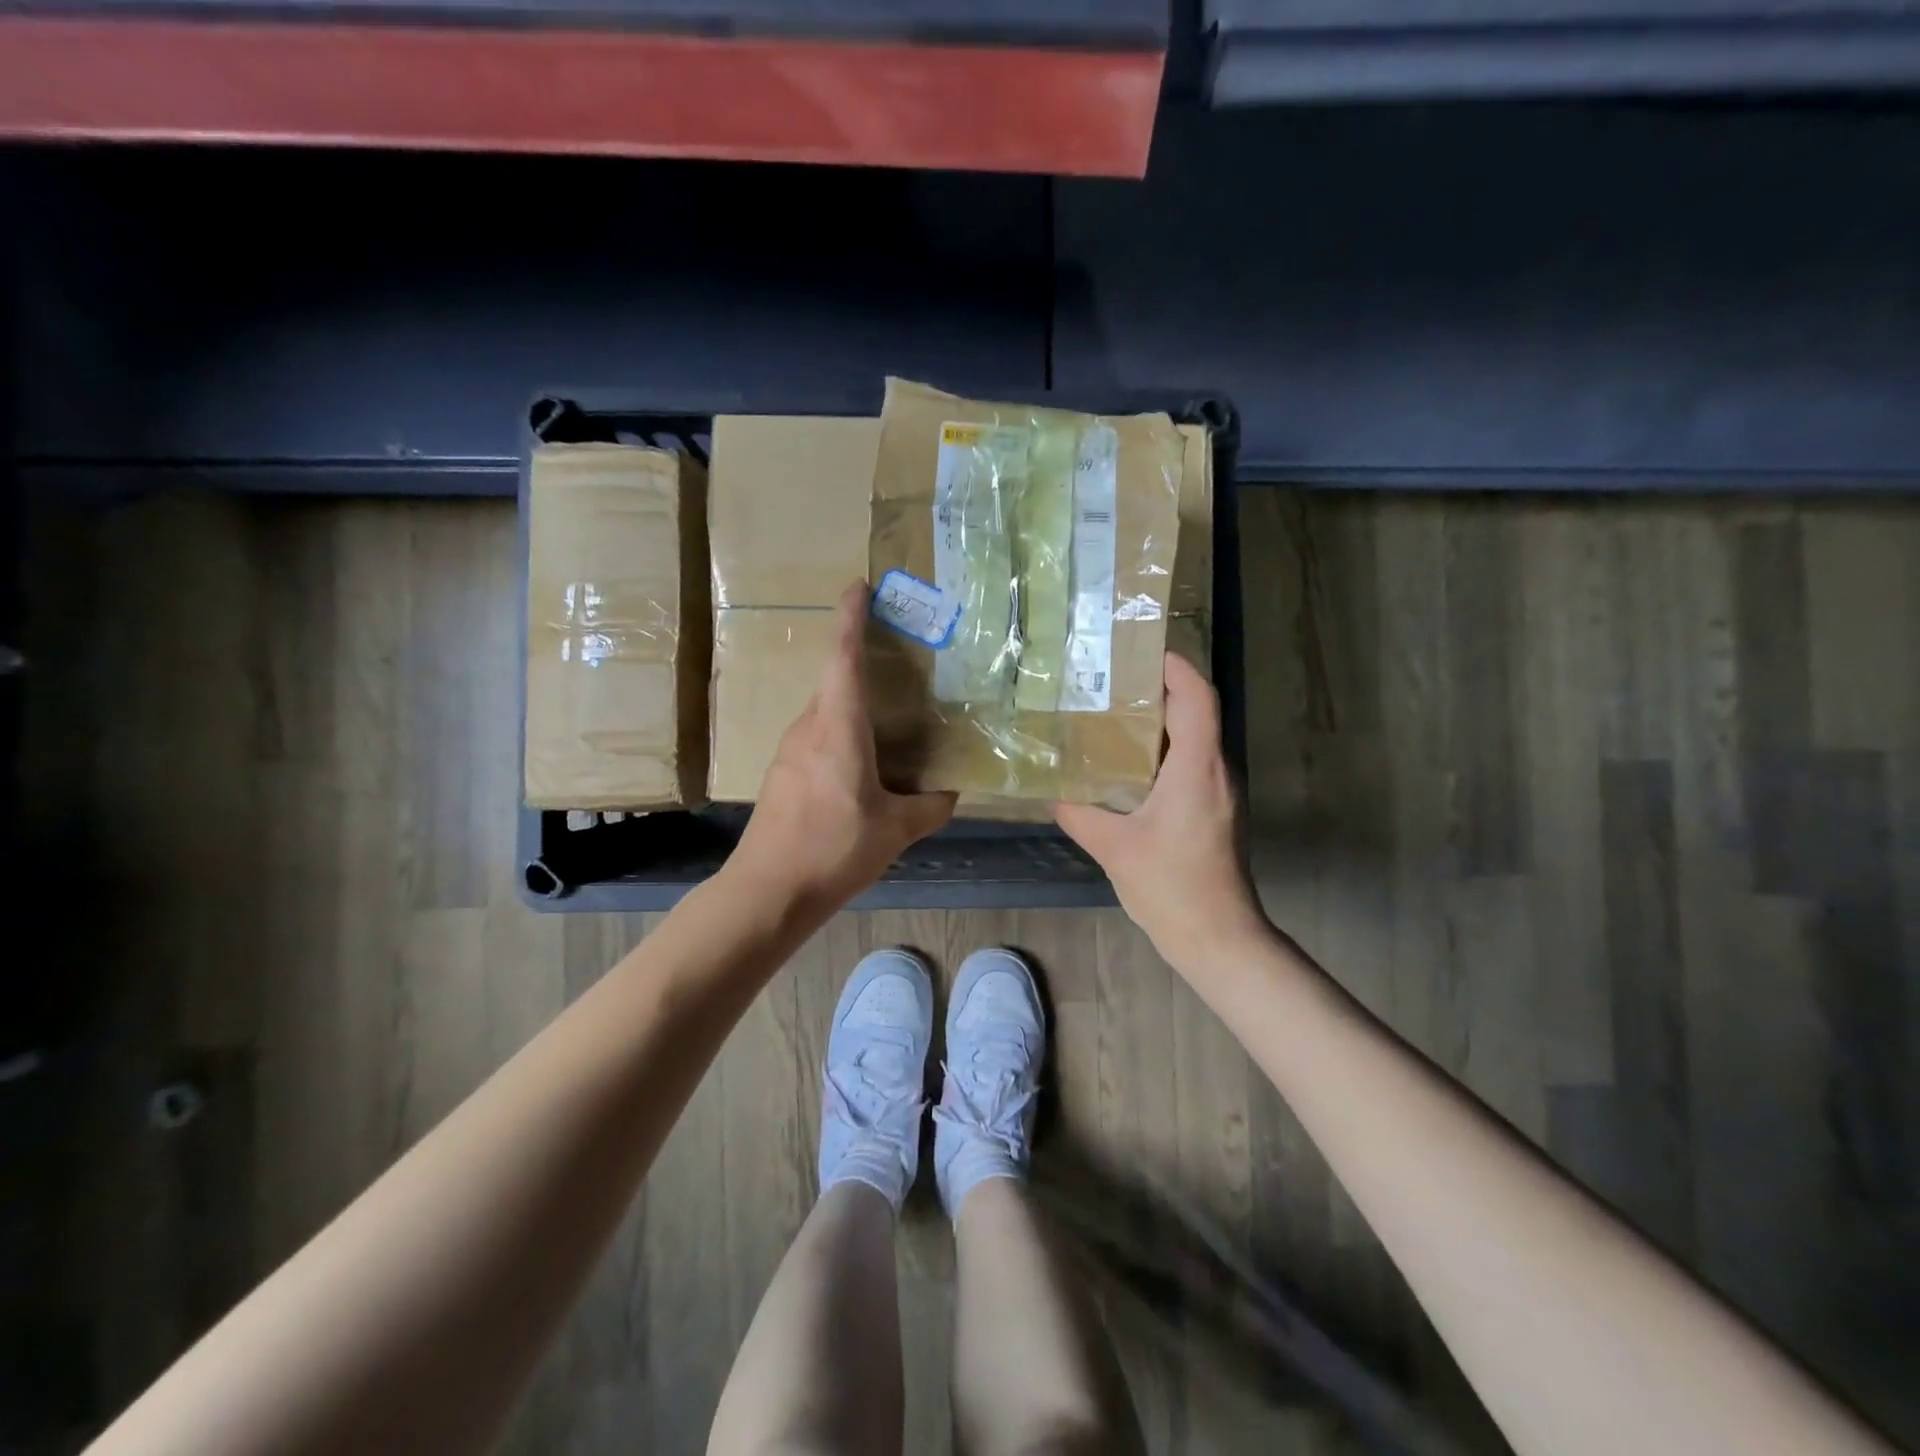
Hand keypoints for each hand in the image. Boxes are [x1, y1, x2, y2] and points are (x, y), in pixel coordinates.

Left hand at [731, 582, 955, 912]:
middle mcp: (809, 727)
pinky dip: (844, 735)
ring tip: (893, 717)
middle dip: (864, 662)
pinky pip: (818, 738)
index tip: (861, 586)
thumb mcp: (896, 829)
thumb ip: (930, 806)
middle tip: (903, 660)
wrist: (768, 891)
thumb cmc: (834, 849)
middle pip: (836, 680)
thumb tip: (951, 792)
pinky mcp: (783, 774)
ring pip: (828, 712)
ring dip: (855, 705)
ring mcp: (790, 750)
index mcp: (838, 726)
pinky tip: (865, 765)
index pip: (843, 656)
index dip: (852, 617)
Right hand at [1054, 653, 1265, 973]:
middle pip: (1196, 712)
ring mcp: (1218, 793)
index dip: (1176, 668)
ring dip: (1159, 723)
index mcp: (1196, 768)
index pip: (1197, 698)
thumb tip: (1054, 794)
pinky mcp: (1214, 812)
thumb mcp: (1113, 847)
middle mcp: (1215, 771)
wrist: (1217, 938)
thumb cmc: (1171, 886)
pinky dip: (1162, 752)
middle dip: (1159, 690)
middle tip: (1111, 682)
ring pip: (1194, 739)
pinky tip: (1127, 767)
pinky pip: (1190, 764)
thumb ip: (1079, 814)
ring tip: (1112, 717)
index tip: (1142, 651)